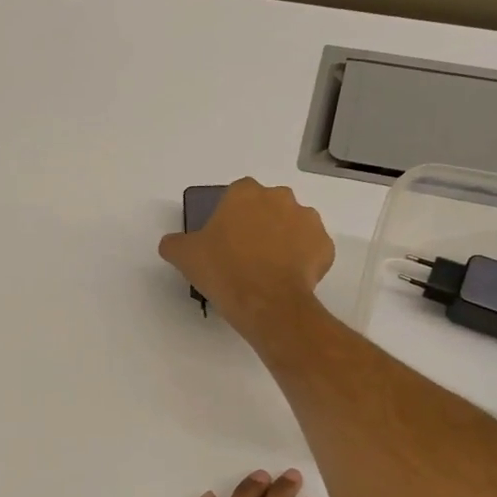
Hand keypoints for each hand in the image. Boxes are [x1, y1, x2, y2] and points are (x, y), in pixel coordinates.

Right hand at [158, 179, 334, 341]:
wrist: (266, 303)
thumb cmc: (223, 271)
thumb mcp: (184, 256)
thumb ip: (175, 243)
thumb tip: (171, 243)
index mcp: (245, 193)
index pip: (236, 195)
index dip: (230, 216)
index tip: (224, 239)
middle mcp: (280, 198)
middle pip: (267, 207)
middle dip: (259, 225)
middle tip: (245, 254)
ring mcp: (308, 220)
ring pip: (292, 226)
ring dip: (283, 240)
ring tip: (268, 269)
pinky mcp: (325, 246)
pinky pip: (311, 249)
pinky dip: (302, 260)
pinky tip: (287, 279)